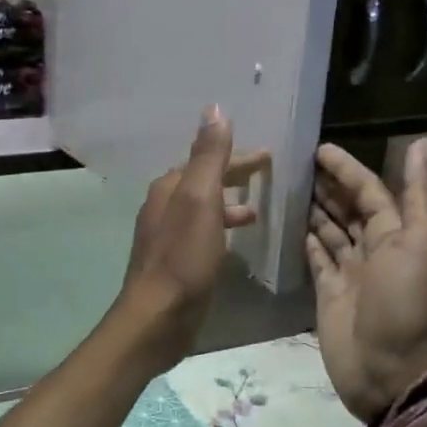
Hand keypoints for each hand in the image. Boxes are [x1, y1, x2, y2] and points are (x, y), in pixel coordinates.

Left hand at [120, 106, 267, 367]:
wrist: (158, 316)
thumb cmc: (182, 256)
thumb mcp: (200, 199)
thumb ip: (208, 157)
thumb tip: (213, 110)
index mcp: (169, 188)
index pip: (206, 161)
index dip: (237, 156)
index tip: (268, 156)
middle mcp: (163, 207)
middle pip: (203, 182)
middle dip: (233, 176)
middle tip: (267, 175)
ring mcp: (166, 236)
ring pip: (202, 209)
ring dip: (228, 204)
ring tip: (256, 211)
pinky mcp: (174, 263)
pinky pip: (202, 233)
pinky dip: (220, 228)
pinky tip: (235, 244)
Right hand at [305, 138, 426, 421]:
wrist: (388, 370)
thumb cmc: (405, 303)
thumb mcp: (423, 244)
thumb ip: (420, 193)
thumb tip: (424, 140)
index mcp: (400, 233)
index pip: (370, 190)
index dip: (348, 168)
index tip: (320, 149)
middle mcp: (375, 248)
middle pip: (350, 207)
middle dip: (329, 184)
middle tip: (296, 162)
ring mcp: (350, 270)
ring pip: (331, 229)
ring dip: (315, 207)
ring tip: (287, 184)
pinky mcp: (328, 290)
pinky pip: (316, 256)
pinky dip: (306, 238)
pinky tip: (289, 221)